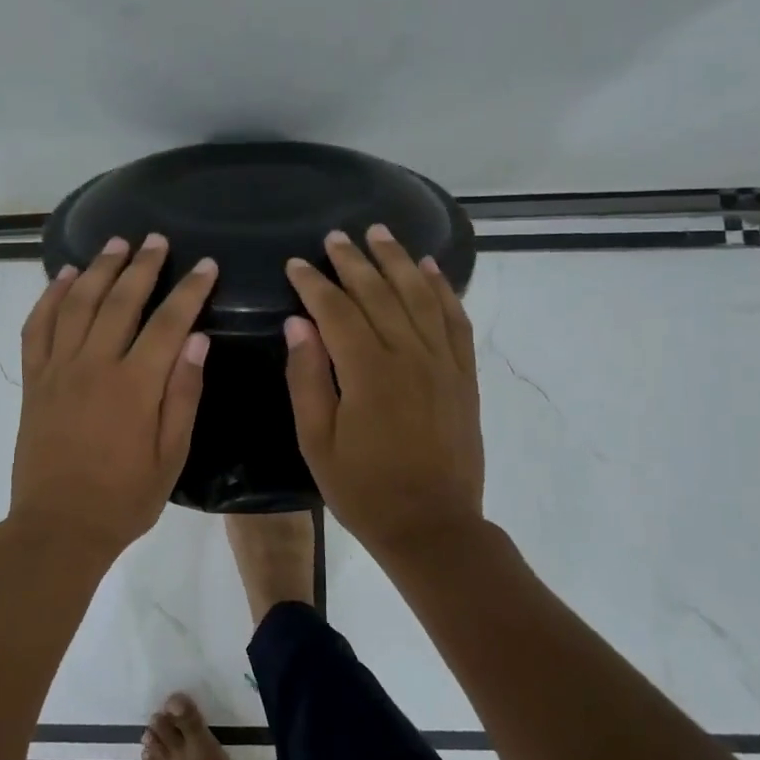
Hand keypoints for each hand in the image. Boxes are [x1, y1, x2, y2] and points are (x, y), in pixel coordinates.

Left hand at [9, 233, 216, 562]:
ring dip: (97, 269)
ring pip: (76, 304)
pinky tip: (62, 277)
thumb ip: (183, 395)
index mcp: (134, 386)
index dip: (189, 291)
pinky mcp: (33, 381)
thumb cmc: (124, 498)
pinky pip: (37, 328)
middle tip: (156, 239)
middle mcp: (94, 366)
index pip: (168, 323)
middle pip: (119, 302)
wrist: (58, 527)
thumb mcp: (171, 456)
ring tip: (115, 244)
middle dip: (141, 266)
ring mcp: (58, 370)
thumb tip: (196, 340)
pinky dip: (48, 298)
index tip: (206, 265)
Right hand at [283, 225, 484, 554]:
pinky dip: (443, 290)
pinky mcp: (463, 375)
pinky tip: (431, 270)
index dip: (314, 283)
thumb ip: (306, 378)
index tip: (296, 264)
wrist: (432, 526)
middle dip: (354, 261)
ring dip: (399, 261)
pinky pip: (455, 321)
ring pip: (419, 296)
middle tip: (336, 236)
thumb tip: (298, 324)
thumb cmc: (363, 489)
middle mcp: (408, 355)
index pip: (336, 310)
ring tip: (381, 234)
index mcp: (367, 372)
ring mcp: (442, 363)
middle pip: (379, 293)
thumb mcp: (316, 441)